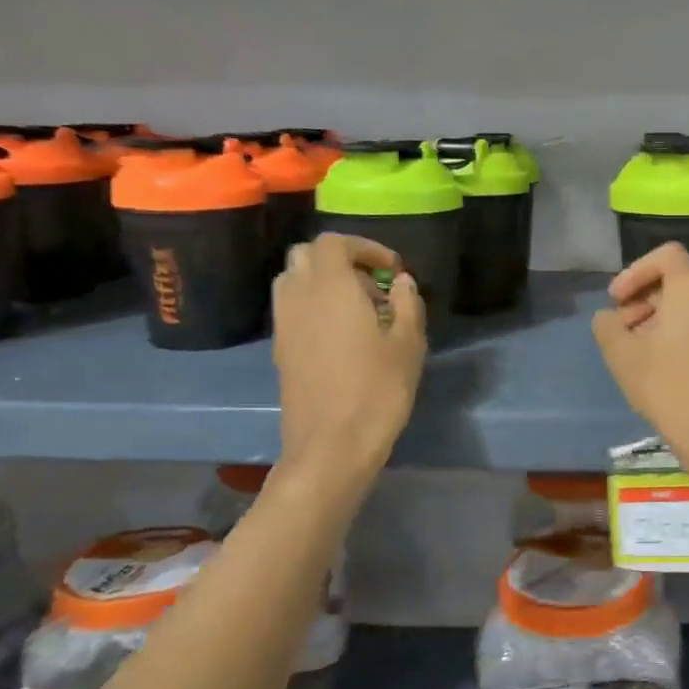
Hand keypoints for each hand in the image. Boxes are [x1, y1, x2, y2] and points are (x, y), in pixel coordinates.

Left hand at [271, 234, 425, 470]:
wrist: (331, 446)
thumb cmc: (377, 390)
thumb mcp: (408, 344)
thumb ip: (407, 304)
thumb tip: (402, 282)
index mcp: (330, 287)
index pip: (334, 242)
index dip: (365, 247)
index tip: (393, 270)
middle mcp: (298, 296)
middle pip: (307, 255)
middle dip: (341, 261)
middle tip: (374, 287)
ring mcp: (284, 324)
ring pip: (294, 281)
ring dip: (324, 283)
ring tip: (359, 311)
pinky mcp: (280, 349)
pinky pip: (292, 309)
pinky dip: (314, 307)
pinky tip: (344, 337)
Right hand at [592, 242, 688, 455]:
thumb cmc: (666, 384)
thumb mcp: (620, 352)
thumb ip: (607, 324)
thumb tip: (610, 318)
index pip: (666, 255)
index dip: (635, 271)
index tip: (616, 299)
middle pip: (678, 280)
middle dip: (644, 297)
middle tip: (622, 327)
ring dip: (660, 316)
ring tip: (638, 348)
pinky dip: (680, 330)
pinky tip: (662, 363)